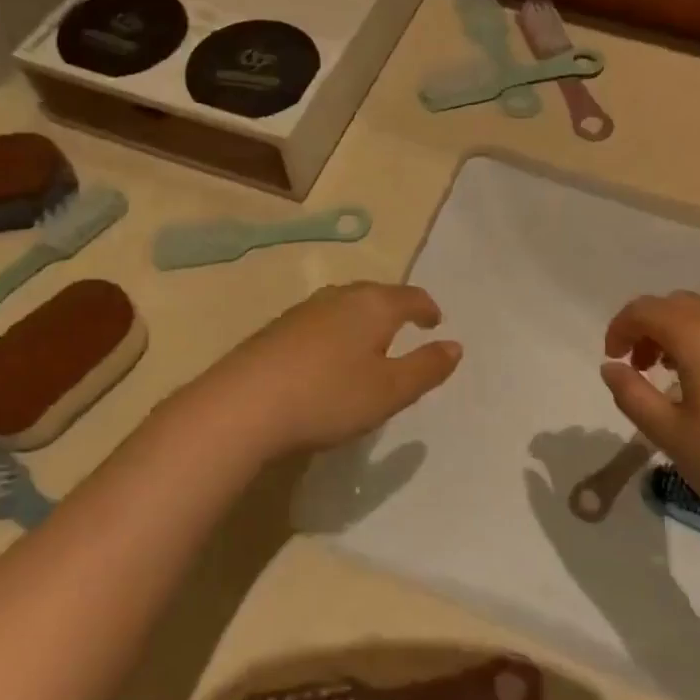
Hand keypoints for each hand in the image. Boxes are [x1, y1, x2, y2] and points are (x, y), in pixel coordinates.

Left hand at [191, 282, 462, 458]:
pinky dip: (336, 331)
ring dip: (363, 319)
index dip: (426, 308)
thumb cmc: (329, 396)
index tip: (435, 321)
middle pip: (376, 294)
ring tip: (370, 341)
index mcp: (373, 305)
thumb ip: (426, 368)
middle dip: (394, 308)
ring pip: (344, 305)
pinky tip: (328, 356)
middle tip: (406, 327)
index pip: (410, 296)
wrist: (244, 405)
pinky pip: (320, 321)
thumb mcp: (390, 390)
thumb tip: (455, 346)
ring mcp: (303, 311)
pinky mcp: (275, 330)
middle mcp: (338, 297)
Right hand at [600, 293, 699, 539]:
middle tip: (642, 367)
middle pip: (678, 305)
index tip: (614, 358)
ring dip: (684, 329)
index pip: (645, 310)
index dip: (620, 328)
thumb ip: (631, 393)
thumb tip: (612, 367)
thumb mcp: (668, 434)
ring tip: (680, 371)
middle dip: (651, 328)